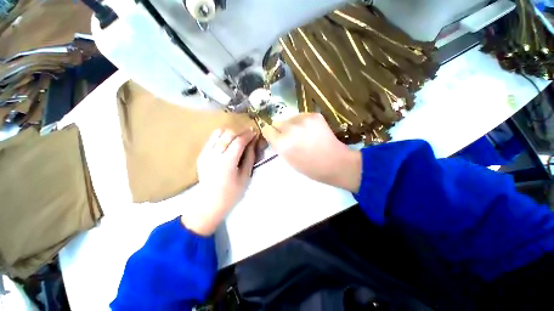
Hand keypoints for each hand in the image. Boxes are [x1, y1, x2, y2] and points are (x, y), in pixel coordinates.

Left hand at [181, 128, 255, 235]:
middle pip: (228, 134)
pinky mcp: (201, 155)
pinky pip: (211, 139)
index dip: (248, 135)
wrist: (210, 203)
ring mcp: (205, 154)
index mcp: (227, 162)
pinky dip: (221, 137)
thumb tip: (253, 143)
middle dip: (239, 132)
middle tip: (247, 136)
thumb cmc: (232, 193)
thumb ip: (250, 157)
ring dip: (229, 133)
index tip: (254, 131)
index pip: (238, 141)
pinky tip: (227, 144)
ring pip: (218, 133)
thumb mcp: (246, 176)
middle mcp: (214, 155)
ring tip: (237, 138)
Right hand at [261, 113, 361, 191]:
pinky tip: (312, 131)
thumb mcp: (288, 160)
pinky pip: (302, 116)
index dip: (272, 134)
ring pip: (290, 118)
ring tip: (304, 134)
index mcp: (282, 143)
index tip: (276, 137)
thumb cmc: (310, 167)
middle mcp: (290, 129)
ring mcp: (303, 120)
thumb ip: (279, 146)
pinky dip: (304, 122)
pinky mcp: (314, 115)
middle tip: (292, 137)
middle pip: (278, 122)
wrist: (335, 162)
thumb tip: (275, 135)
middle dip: (282, 130)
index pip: (267, 130)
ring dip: (293, 125)